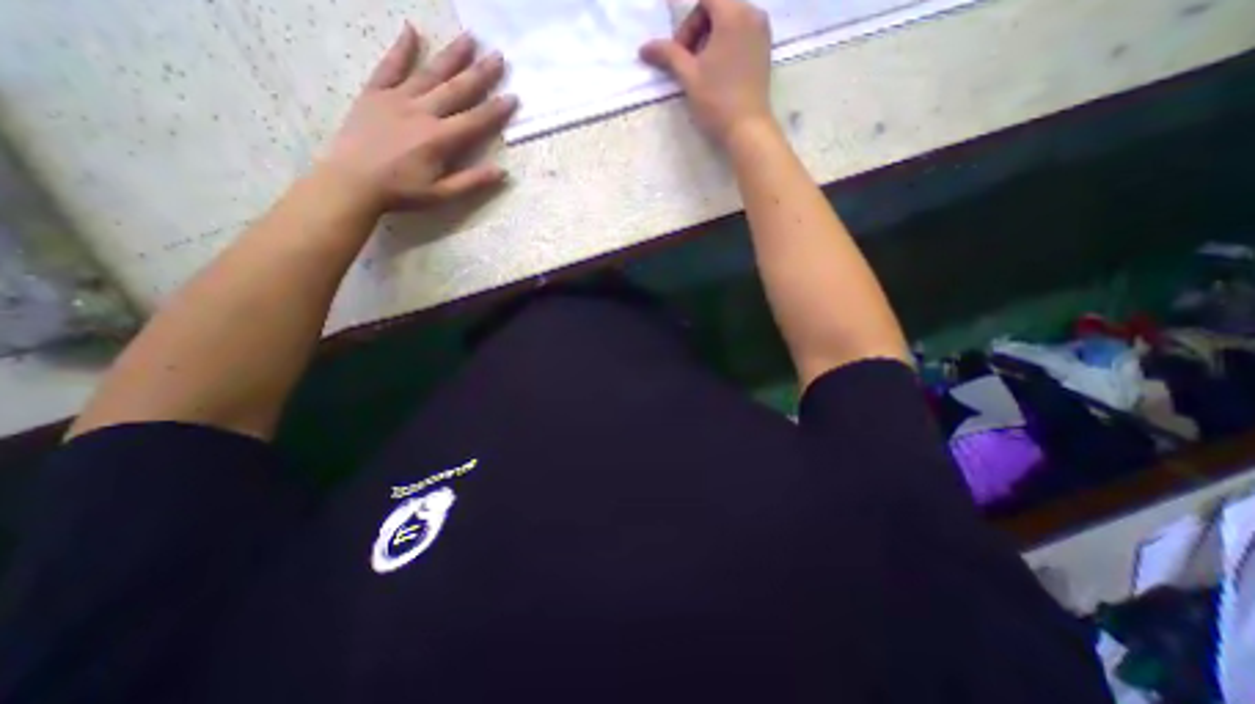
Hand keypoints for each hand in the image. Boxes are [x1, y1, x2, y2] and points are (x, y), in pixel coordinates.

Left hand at [322, 25, 518, 210]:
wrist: (352, 181)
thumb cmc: (402, 192)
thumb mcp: (442, 195)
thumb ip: (472, 182)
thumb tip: (502, 172)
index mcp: (439, 139)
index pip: (475, 121)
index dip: (496, 110)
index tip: (513, 97)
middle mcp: (421, 112)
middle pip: (456, 90)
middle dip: (480, 73)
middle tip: (498, 56)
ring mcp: (397, 99)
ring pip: (429, 73)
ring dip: (451, 56)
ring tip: (469, 38)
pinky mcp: (375, 93)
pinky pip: (389, 66)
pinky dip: (401, 49)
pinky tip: (412, 30)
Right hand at [641, 0, 769, 144]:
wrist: (747, 129)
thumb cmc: (717, 101)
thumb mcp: (688, 76)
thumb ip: (667, 55)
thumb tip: (644, 48)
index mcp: (733, 13)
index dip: (685, 19)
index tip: (675, 44)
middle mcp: (752, 13)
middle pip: (716, 6)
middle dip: (695, 29)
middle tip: (684, 60)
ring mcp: (761, 31)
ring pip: (728, 20)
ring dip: (708, 37)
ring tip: (699, 68)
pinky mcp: (764, 49)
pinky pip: (740, 33)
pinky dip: (724, 44)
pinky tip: (716, 70)